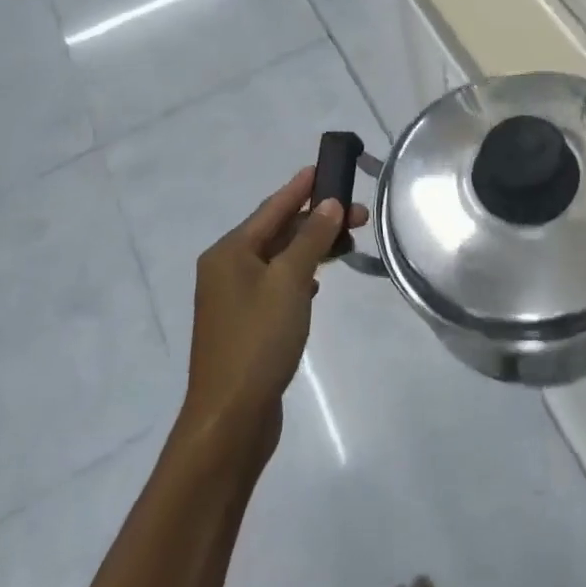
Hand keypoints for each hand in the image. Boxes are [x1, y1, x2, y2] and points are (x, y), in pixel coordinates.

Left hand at [181, 168, 368, 457]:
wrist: (230, 419)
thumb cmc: (258, 340)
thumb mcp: (289, 282)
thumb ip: (311, 239)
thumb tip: (329, 204)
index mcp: (229, 252)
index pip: (272, 208)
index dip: (300, 188)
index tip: (325, 167)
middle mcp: (226, 269)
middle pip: (276, 232)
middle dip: (316, 221)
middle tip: (359, 214)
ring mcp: (234, 299)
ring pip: (279, 260)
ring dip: (311, 249)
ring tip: (346, 243)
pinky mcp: (245, 325)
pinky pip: (276, 285)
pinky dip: (299, 277)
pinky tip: (318, 284)